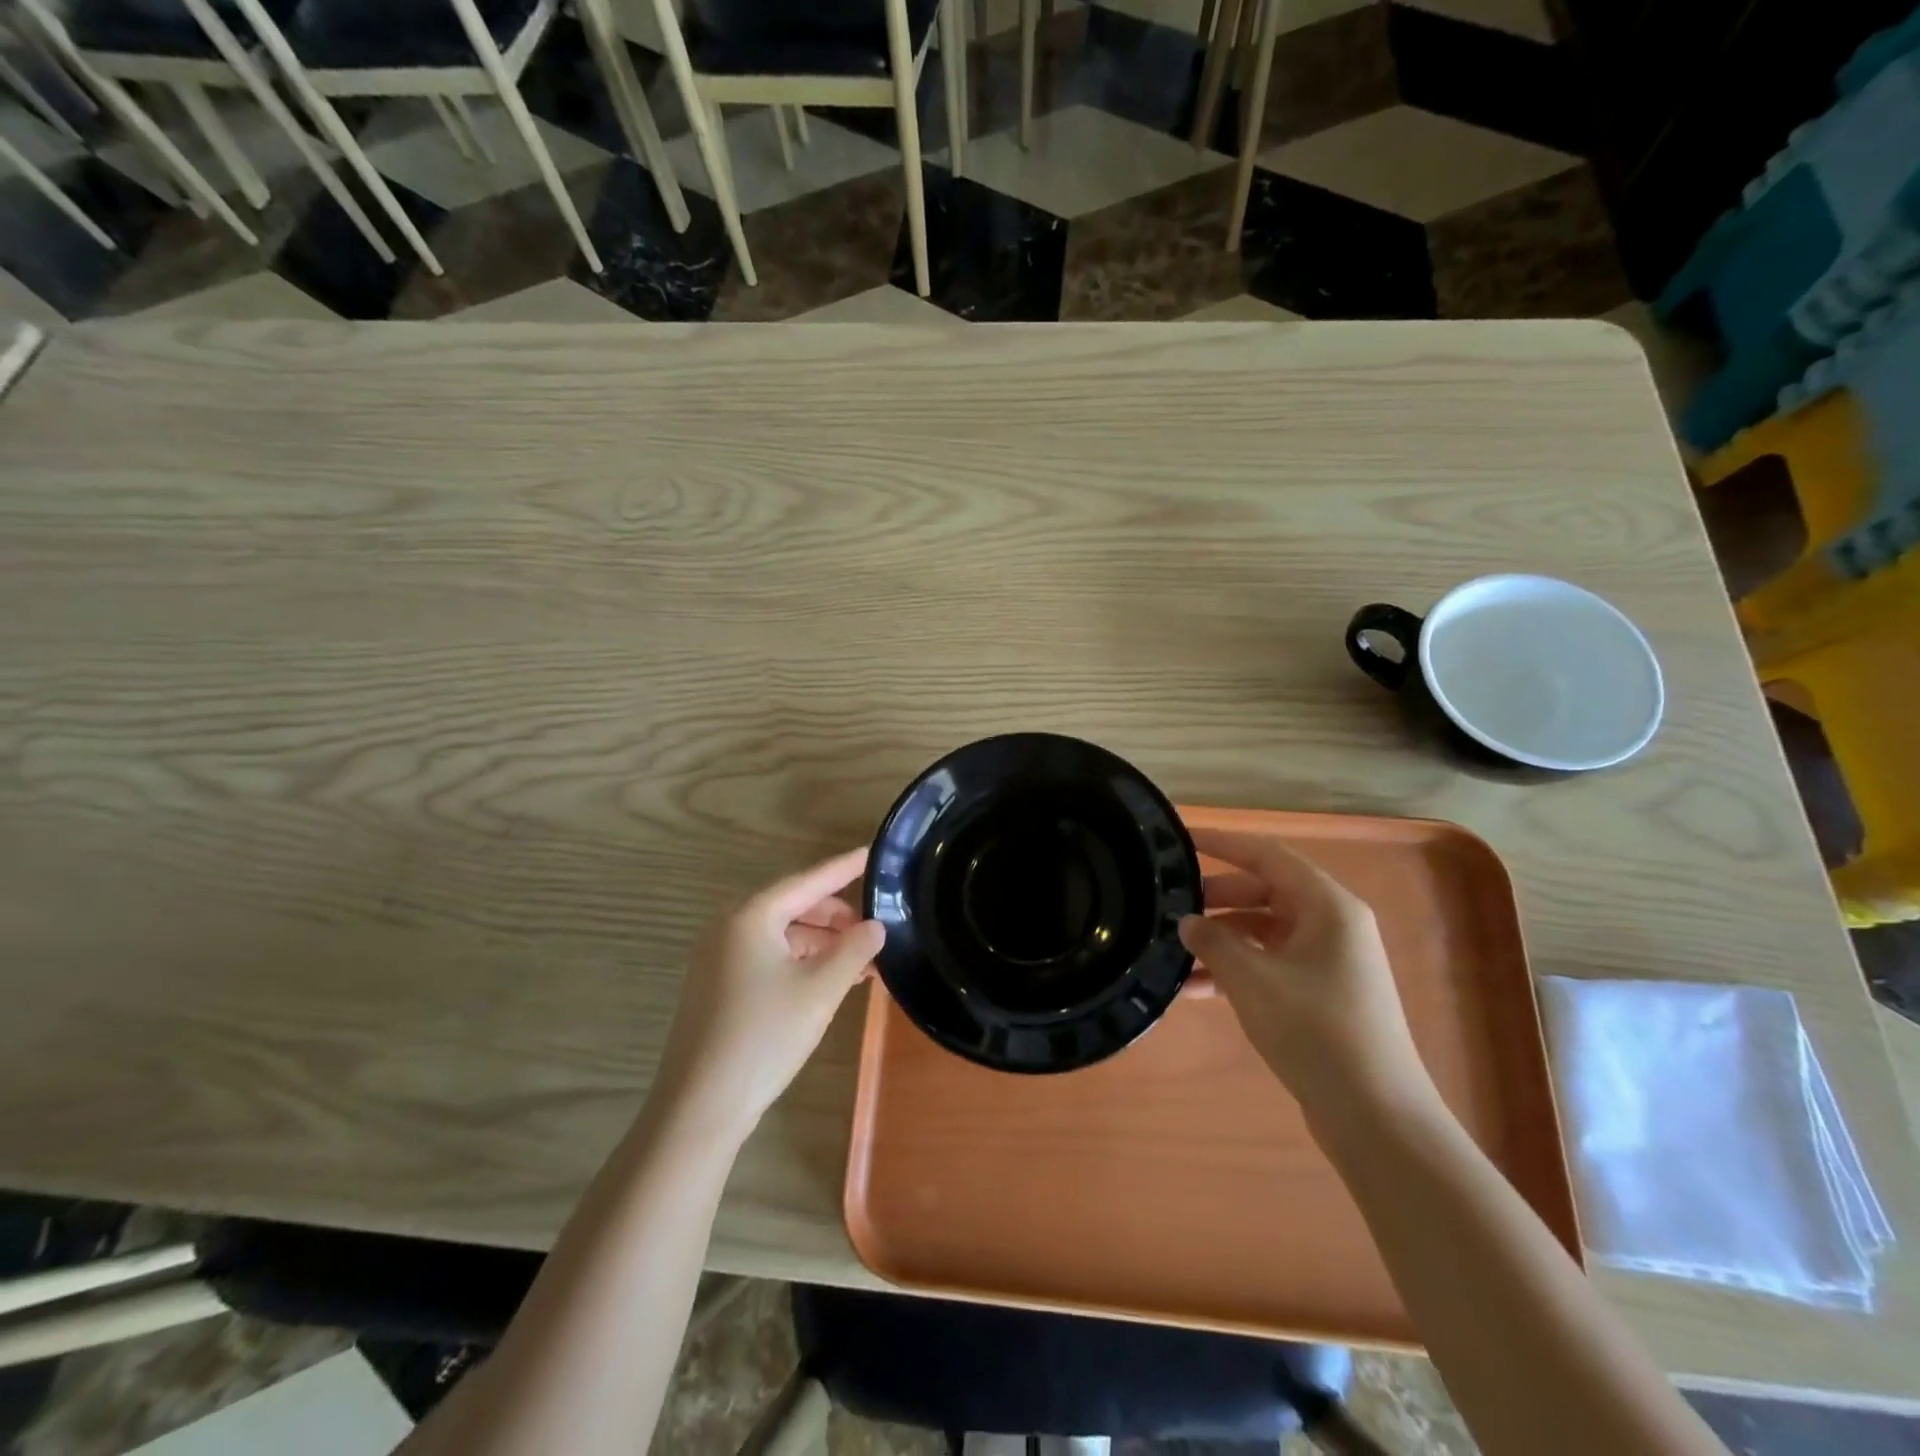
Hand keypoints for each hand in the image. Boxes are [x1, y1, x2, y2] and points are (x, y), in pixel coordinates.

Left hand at [652, 849, 883, 1140]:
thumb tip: (876, 925)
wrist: (698, 1108)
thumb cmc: (763, 1037)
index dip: (844, 868)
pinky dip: (801, 961)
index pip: (808, 880)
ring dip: (822, 943)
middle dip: (837, 916)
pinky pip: (767, 956)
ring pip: (782, 934)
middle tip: (875, 929)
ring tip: (861, 962)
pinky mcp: (718, 985)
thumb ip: (854, 949)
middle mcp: (729, 927)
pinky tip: (828, 981)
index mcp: (750, 916)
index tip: (873, 852)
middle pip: (794, 905)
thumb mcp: (820, 990)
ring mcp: (718, 957)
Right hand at [1179, 828, 1433, 1119]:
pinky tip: (1193, 991)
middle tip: (1169, 907)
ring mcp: (1328, 961)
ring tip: (1173, 953)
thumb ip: (1213, 943)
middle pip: (1264, 892)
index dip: (1223, 844)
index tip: (1181, 840)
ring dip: (1220, 941)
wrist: (1376, 1117)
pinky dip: (1235, 971)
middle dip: (1215, 899)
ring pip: (1263, 932)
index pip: (1267, 856)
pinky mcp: (1321, 994)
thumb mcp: (1253, 981)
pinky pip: (1269, 965)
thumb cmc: (1316, 1032)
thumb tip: (1187, 922)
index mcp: (1327, 906)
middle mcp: (1332, 925)